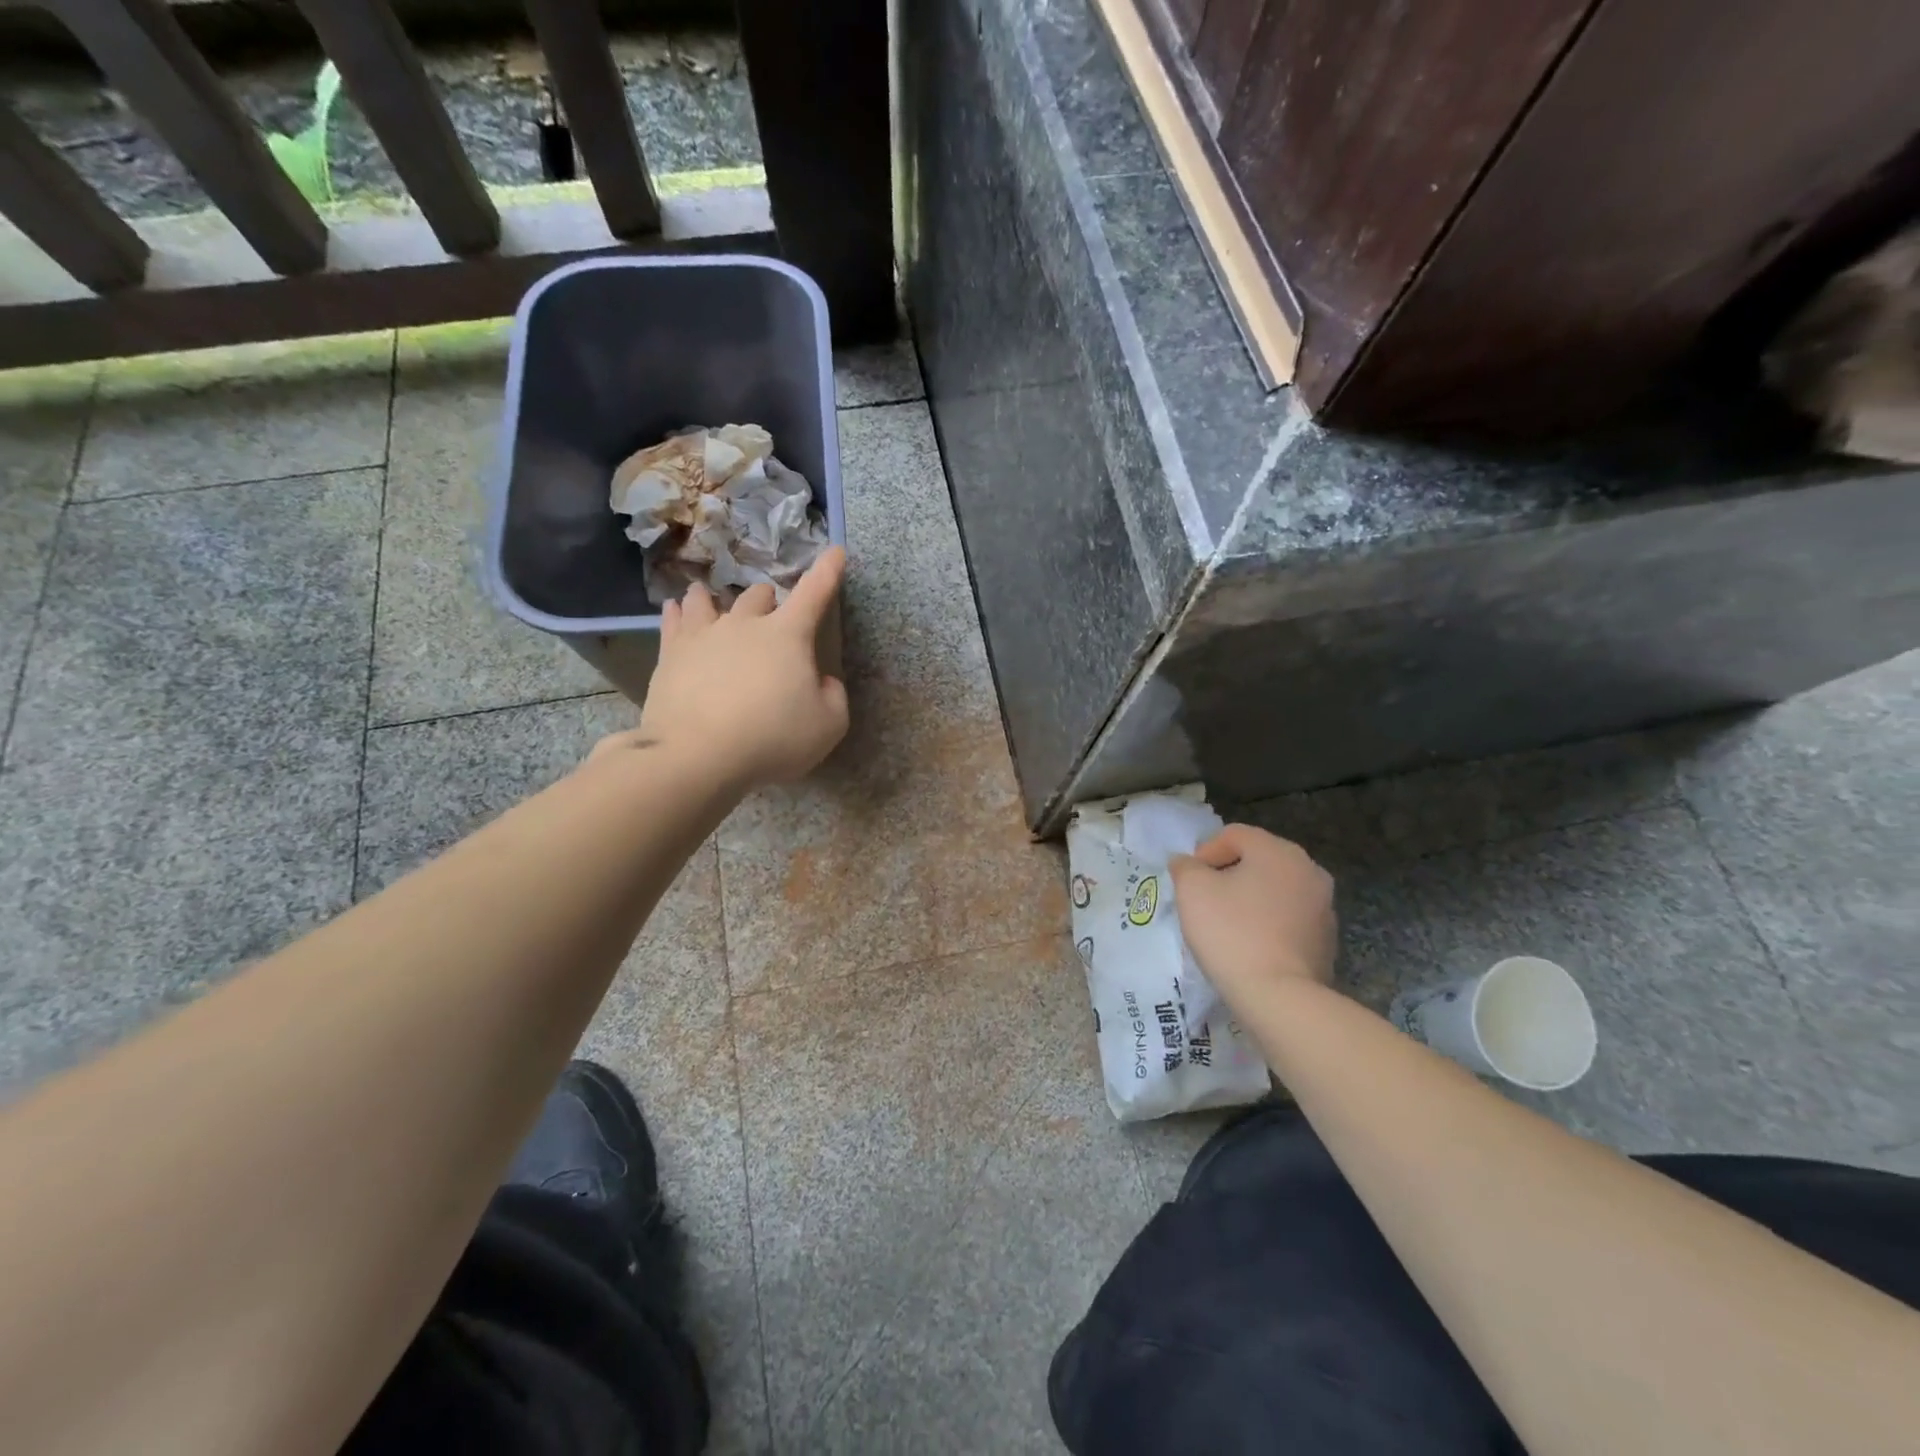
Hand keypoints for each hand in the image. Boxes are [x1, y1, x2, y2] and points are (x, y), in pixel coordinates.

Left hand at [628, 548, 850, 787]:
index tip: (836, 552)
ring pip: (709, 601)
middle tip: (771, 614)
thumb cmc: (773, 738)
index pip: (814, 593)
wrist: (698, 755)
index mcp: (787, 635)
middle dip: (768, 601)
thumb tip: (821, 680)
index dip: (828, 572)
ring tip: (713, 600)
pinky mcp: (672, 654)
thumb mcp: (828, 725)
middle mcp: (745, 624)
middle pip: (758, 597)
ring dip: (717, 599)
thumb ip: (833, 696)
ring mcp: (704, 635)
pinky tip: (675, 609)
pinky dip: (678, 612)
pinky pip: (674, 621)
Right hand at [1171, 825, 1336, 1000]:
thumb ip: (1185, 867)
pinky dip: (1268, 923)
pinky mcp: (1327, 939)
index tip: (1189, 880)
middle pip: (1258, 860)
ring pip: (1275, 890)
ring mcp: (1324, 906)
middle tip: (1204, 900)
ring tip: (1226, 925)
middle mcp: (1309, 870)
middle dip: (1228, 875)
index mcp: (1279, 851)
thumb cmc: (1232, 933)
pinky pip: (1289, 919)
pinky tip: (1250, 946)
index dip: (1205, 852)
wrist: (1280, 997)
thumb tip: (1188, 863)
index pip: (1234, 834)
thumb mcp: (1192, 890)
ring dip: (1250, 899)